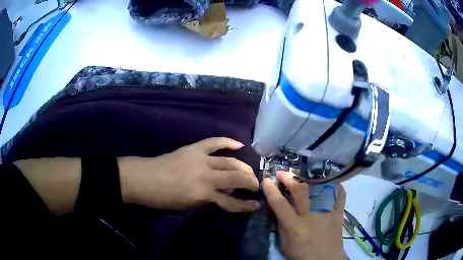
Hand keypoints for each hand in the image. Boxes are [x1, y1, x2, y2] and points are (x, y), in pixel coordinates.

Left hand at [119, 137, 259, 212]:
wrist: (143, 179)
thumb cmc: (163, 199)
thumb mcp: (188, 206)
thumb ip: (208, 200)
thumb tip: (224, 194)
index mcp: (202, 194)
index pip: (231, 202)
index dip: (245, 206)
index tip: (255, 205)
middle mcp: (206, 176)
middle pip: (235, 178)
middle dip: (250, 182)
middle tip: (256, 186)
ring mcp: (200, 159)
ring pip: (230, 162)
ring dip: (244, 167)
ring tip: (251, 171)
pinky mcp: (193, 148)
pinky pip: (214, 142)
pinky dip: (228, 142)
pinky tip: (239, 145)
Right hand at [263, 171, 346, 259]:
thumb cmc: (302, 254)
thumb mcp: (284, 244)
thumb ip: (281, 226)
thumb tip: (277, 208)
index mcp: (295, 227)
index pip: (280, 204)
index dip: (271, 190)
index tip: (266, 180)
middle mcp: (311, 217)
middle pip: (300, 191)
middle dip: (289, 179)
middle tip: (282, 173)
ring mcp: (327, 213)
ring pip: (319, 189)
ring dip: (309, 178)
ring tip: (303, 173)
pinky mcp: (339, 213)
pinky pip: (339, 195)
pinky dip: (335, 186)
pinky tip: (329, 180)